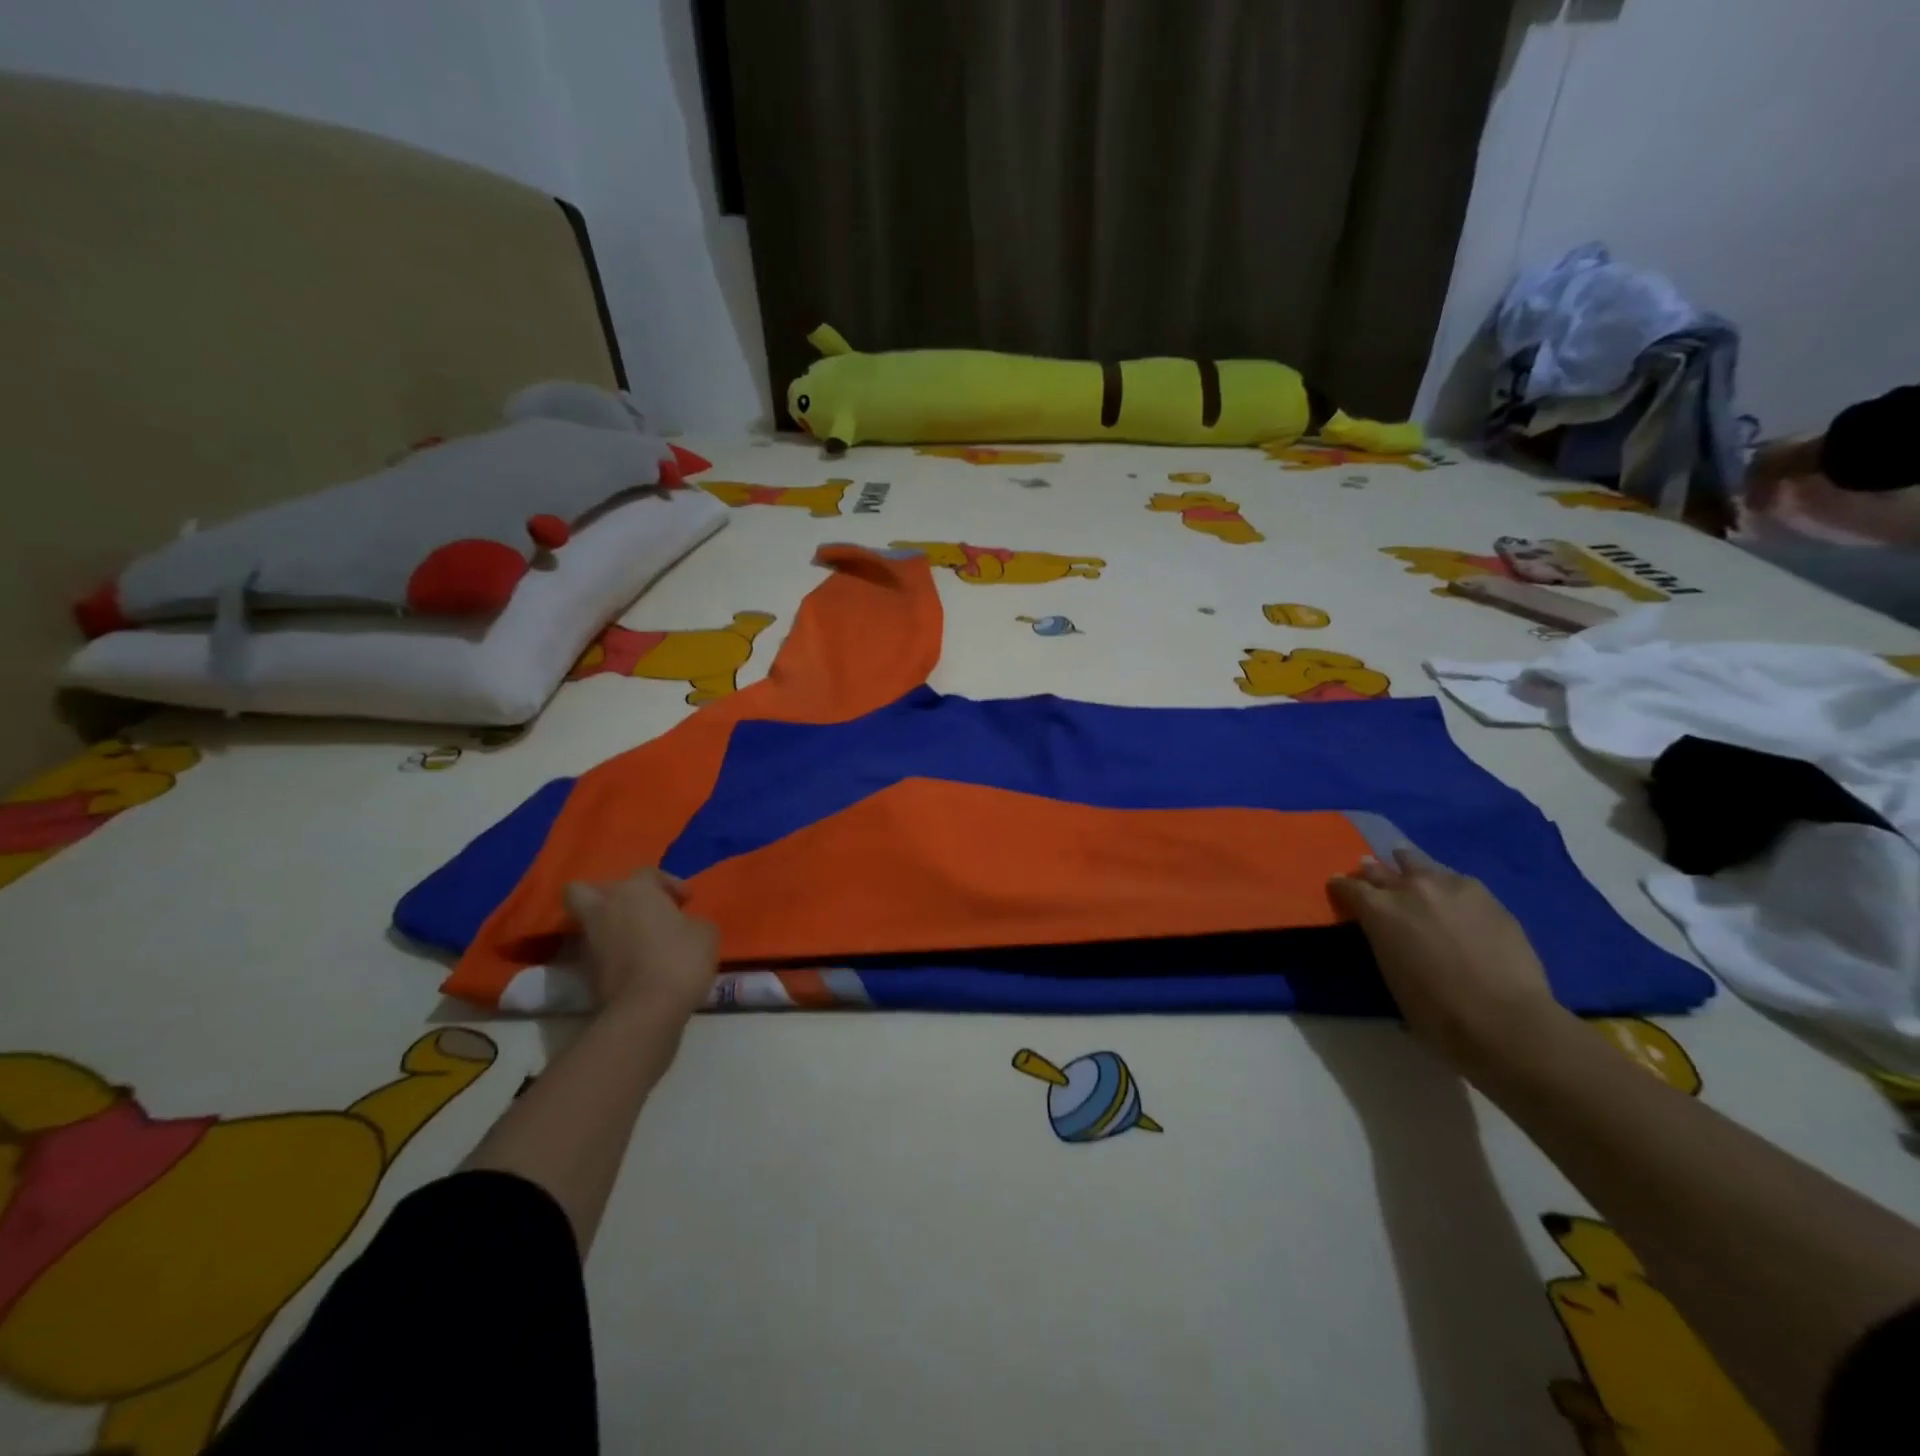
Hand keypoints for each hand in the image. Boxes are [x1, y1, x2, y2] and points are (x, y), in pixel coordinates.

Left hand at [564, 869, 718, 1030]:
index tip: (687, 901)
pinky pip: (595, 950)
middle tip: (637, 909)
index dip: (670, 884)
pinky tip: (634, 962)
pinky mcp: (584, 971)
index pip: (648, 873)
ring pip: (588, 921)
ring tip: (637, 939)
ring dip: (608, 925)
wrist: (646, 1010)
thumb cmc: (680, 959)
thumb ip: (692, 920)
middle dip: (608, 895)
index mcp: (634, 891)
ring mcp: (589, 940)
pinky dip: (609, 952)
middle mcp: (604, 909)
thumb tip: (683, 925)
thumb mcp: (706, 932)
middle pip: (585, 889)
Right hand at [1328, 848, 1567, 1072]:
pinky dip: (1445, 884)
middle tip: (1370, 874)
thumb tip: (1387, 932)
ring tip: (1408, 870)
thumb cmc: (1435, 1011)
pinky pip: (1455, 879)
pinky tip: (1450, 895)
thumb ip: (1384, 939)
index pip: (1348, 885)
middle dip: (1373, 872)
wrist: (1503, 1019)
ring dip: (1409, 868)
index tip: (1339, 887)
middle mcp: (1409, 888)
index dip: (1342, 886)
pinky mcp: (1485, 894)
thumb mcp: (1390, 973)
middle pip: (1381, 869)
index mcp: (1378, 909)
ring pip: (1419, 864)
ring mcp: (1449, 886)